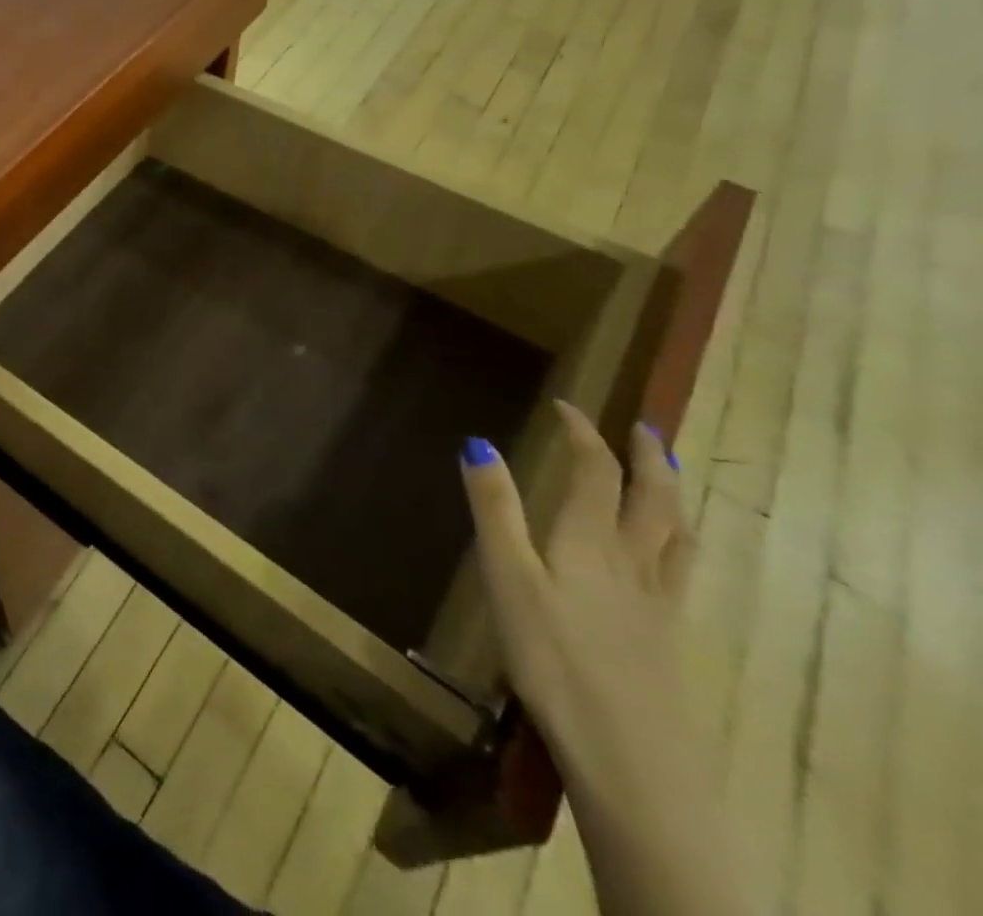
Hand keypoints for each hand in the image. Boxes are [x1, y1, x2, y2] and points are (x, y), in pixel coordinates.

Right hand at [460, 401, 691, 790]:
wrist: (628, 754)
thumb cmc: (553, 656)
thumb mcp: (507, 575)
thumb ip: (494, 508)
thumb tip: (477, 442)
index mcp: (590, 540)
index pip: (596, 471)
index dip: (583, 433)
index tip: (565, 406)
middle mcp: (633, 560)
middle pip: (654, 498)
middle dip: (648, 457)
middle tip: (643, 428)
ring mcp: (657, 601)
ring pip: (677, 534)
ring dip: (673, 495)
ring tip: (668, 477)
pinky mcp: (666, 636)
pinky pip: (682, 571)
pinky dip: (681, 543)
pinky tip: (673, 555)